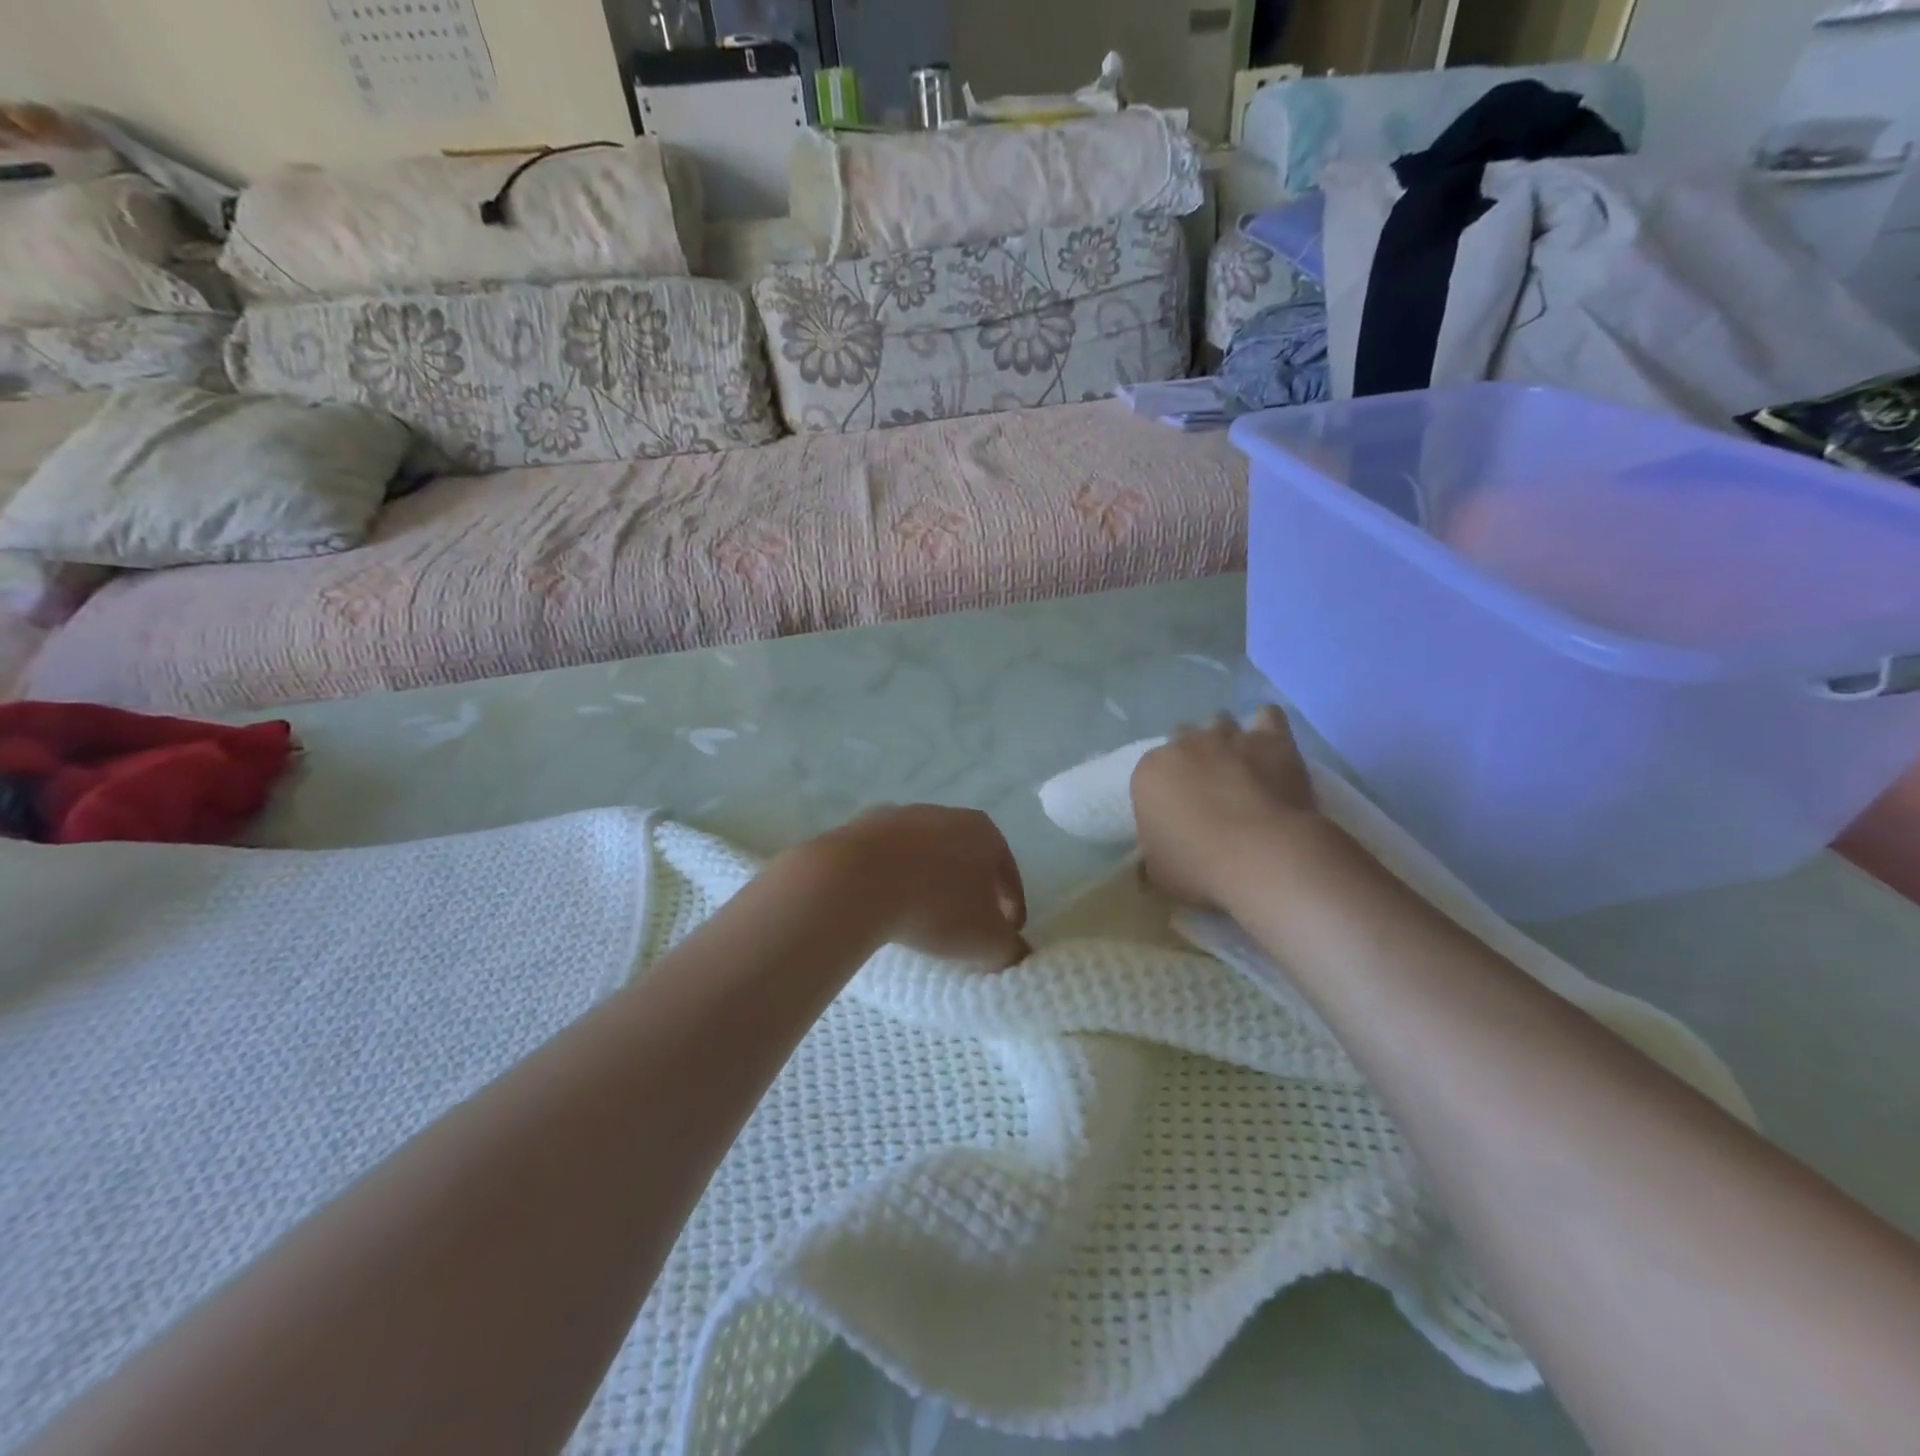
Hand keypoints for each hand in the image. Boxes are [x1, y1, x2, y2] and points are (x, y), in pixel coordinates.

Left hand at [818, 805, 1028, 968]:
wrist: (855, 880)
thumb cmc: (936, 907)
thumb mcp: (987, 942)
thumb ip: (1010, 949)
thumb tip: (1014, 952)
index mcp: (984, 831)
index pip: (1008, 874)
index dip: (1011, 908)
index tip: (1005, 936)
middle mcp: (945, 813)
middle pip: (966, 858)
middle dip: (969, 892)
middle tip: (965, 928)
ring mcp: (900, 816)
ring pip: (924, 855)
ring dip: (928, 883)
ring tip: (921, 919)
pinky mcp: (860, 827)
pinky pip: (887, 860)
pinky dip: (892, 879)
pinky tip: (886, 905)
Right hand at [1131, 706, 1318, 908]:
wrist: (1262, 856)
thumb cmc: (1199, 866)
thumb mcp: (1158, 871)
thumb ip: (1153, 853)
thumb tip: (1156, 854)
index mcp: (1149, 771)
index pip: (1150, 772)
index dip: (1165, 789)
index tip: (1177, 811)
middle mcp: (1184, 744)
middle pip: (1183, 738)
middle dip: (1192, 757)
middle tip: (1207, 787)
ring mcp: (1228, 737)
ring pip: (1220, 721)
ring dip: (1226, 738)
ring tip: (1239, 765)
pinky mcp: (1270, 739)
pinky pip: (1267, 716)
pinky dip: (1267, 726)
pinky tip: (1269, 745)